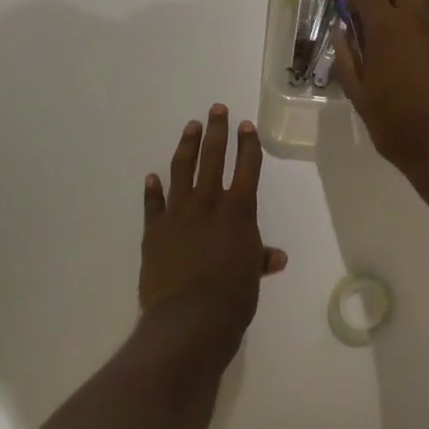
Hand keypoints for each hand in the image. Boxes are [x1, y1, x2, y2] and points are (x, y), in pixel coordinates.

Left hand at [139, 106, 287, 371]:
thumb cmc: (232, 298)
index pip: (246, 168)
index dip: (248, 145)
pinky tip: (152, 177)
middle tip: (216, 109)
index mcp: (238, 212)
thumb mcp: (251, 276)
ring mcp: (178, 214)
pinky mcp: (154, 229)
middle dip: (217, 131)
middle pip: (213, 157)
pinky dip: (153, 189)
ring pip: (182, 170)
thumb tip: (276, 257)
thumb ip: (259, 259)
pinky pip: (153, 204)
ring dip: (187, 146)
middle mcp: (208, 203)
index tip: (246, 125)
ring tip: (190, 127)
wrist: (188, 319)